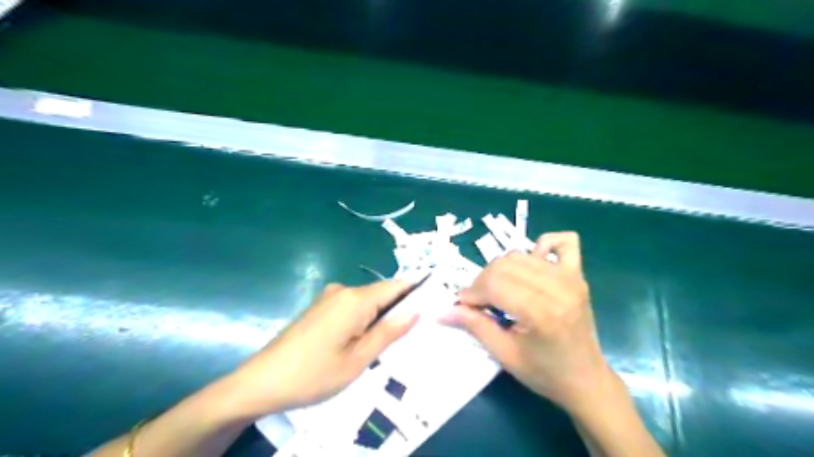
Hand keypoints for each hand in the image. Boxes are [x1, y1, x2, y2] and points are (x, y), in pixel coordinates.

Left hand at [224, 279, 415, 417]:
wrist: (261, 382)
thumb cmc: (314, 374)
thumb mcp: (358, 360)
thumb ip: (388, 332)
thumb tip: (416, 312)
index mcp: (355, 299)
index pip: (396, 286)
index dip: (416, 293)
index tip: (432, 306)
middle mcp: (343, 290)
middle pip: (381, 293)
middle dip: (397, 310)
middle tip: (410, 336)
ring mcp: (329, 297)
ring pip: (366, 302)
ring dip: (379, 318)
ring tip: (386, 345)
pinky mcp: (320, 307)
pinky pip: (351, 307)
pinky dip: (363, 320)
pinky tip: (361, 342)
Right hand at [443, 232, 614, 413]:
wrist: (586, 380)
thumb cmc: (545, 373)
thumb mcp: (505, 355)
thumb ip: (474, 326)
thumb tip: (444, 311)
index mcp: (542, 312)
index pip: (495, 284)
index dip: (472, 293)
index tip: (462, 305)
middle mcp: (558, 287)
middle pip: (504, 265)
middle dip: (482, 281)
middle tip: (479, 302)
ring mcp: (571, 277)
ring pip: (521, 254)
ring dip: (501, 268)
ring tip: (499, 290)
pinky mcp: (577, 274)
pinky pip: (562, 242)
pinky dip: (542, 246)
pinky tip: (531, 264)